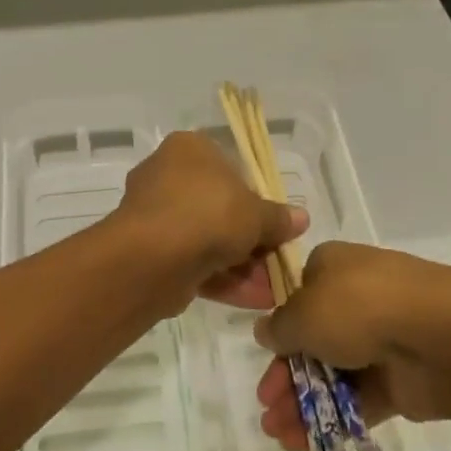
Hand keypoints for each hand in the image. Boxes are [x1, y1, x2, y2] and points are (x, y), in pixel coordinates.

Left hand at [112, 132, 307, 311]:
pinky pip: (192, 261)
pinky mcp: (149, 250)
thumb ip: (278, 218)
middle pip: (218, 206)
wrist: (153, 256)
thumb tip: (301, 218)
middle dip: (249, 239)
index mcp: (189, 149)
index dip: (255, 197)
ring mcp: (155, 214)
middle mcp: (166, 175)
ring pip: (206, 238)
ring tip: (272, 291)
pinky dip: (221, 279)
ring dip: (240, 265)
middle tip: (277, 260)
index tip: (274, 223)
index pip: (228, 166)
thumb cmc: (208, 213)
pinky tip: (253, 300)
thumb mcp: (256, 214)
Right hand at [250, 242, 450, 450]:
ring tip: (275, 432)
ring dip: (301, 402)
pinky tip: (300, 442)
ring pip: (332, 373)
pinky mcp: (398, 381)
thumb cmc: (358, 307)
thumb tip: (265, 330)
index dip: (279, 328)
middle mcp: (355, 300)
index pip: (299, 295)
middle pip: (312, 340)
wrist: (437, 336)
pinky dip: (329, 419)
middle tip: (266, 405)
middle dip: (285, 374)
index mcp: (332, 268)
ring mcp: (379, 342)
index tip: (263, 357)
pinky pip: (356, 400)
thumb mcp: (302, 312)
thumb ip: (279, 327)